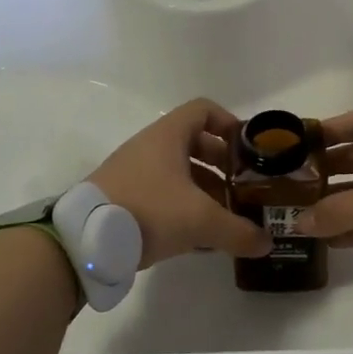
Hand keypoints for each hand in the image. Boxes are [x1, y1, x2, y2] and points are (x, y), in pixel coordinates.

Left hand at [88, 99, 272, 268]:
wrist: (85, 241)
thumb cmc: (148, 211)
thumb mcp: (200, 221)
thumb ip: (238, 231)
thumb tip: (267, 243)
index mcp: (168, 136)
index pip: (204, 110)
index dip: (229, 123)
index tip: (247, 150)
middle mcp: (150, 147)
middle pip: (194, 143)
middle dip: (222, 165)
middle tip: (242, 188)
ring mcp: (133, 172)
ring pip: (178, 172)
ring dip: (204, 190)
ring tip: (224, 217)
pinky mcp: (123, 197)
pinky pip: (161, 194)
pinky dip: (183, 208)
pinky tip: (197, 237)